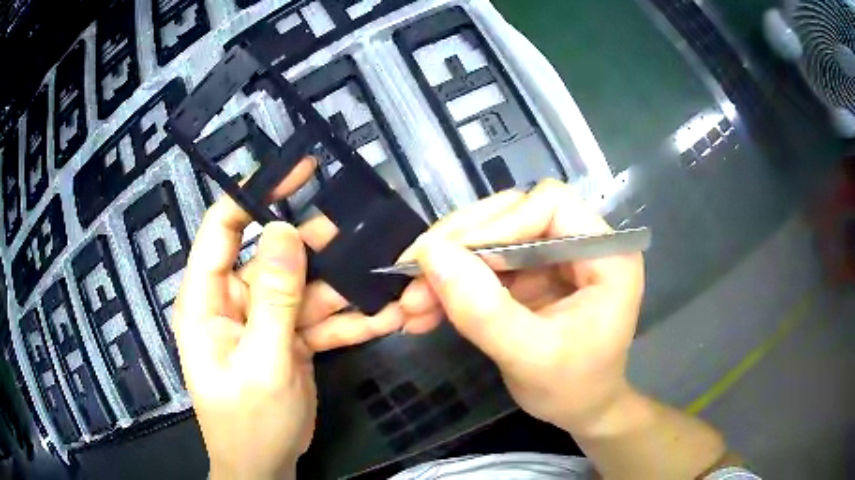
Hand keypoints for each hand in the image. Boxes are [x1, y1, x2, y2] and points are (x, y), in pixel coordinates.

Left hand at [173, 160, 406, 478]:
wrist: (266, 466)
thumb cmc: (248, 421)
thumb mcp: (261, 362)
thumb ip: (273, 297)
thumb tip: (282, 231)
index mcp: (207, 299)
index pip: (223, 228)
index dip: (255, 193)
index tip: (297, 171)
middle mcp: (234, 301)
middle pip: (275, 257)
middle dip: (318, 248)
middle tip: (362, 236)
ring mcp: (265, 320)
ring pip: (306, 289)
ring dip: (344, 288)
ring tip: (386, 279)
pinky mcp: (289, 339)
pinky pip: (320, 319)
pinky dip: (350, 319)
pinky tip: (385, 317)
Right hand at [398, 180, 644, 433]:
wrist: (580, 409)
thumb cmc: (573, 389)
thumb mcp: (531, 359)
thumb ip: (484, 311)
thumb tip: (431, 254)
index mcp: (606, 254)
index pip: (549, 205)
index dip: (498, 225)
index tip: (449, 258)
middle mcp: (580, 243)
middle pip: (512, 214)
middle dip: (459, 247)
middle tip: (411, 276)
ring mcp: (552, 257)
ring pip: (490, 238)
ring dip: (446, 269)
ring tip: (410, 304)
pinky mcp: (529, 274)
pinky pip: (482, 265)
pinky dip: (450, 286)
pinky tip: (422, 311)